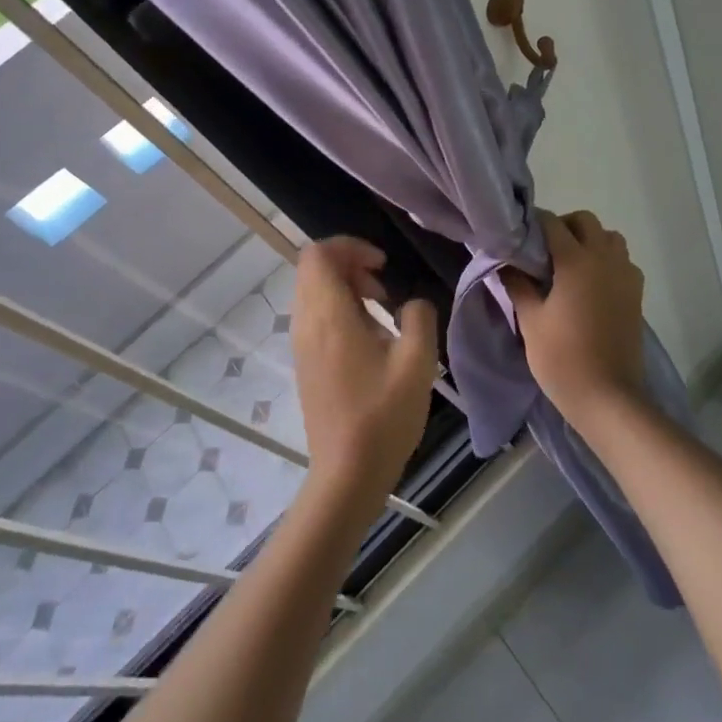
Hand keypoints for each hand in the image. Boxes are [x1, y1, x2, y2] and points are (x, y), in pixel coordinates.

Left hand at [288, 238, 438, 522]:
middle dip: (349, 264)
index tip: (383, 266)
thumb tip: (412, 304)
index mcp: (329, 316)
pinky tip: (369, 335)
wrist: (347, 474)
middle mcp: (307, 324)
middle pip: (313, 268)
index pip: (318, 254)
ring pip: (313, 291)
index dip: (350, 246)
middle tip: (384, 285)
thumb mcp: (418, 362)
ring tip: (381, 308)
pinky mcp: (305, 363)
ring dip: (345, 286)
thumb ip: (419, 317)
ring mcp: (302, 345)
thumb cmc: (383, 415)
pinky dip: (339, 308)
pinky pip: (315, 315)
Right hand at [505, 210, 647, 434]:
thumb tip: (505, 263)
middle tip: (544, 252)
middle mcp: (605, 258)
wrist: (608, 396)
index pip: (552, 223)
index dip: (534, 224)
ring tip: (569, 266)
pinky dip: (607, 261)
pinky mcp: (636, 293)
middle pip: (585, 221)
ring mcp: (625, 275)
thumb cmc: (562, 358)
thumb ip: (518, 285)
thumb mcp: (531, 321)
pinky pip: (622, 261)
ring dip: (590, 241)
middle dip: (564, 227)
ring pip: (609, 237)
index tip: (519, 238)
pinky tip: (591, 286)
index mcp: (576, 260)